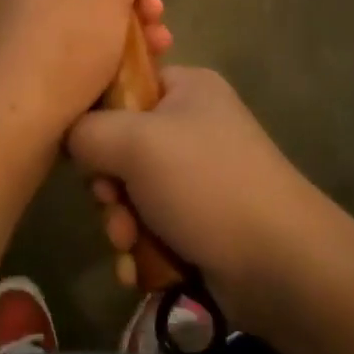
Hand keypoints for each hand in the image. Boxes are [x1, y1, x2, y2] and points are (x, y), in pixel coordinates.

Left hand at [0, 0, 169, 142]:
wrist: (19, 120)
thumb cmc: (65, 37)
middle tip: (156, 16)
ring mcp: (31, 29)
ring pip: (96, 18)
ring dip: (134, 29)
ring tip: (160, 48)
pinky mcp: (40, 67)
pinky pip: (85, 51)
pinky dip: (114, 57)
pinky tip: (140, 71)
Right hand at [67, 67, 333, 318]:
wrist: (282, 264)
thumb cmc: (206, 184)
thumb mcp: (135, 142)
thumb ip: (87, 130)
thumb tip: (71, 138)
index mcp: (186, 88)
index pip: (124, 85)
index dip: (97, 117)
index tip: (86, 150)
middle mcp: (194, 125)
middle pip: (122, 145)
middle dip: (109, 184)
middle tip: (112, 203)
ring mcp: (200, 176)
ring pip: (133, 191)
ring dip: (120, 221)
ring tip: (129, 243)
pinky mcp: (202, 220)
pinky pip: (152, 225)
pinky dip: (141, 246)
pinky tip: (137, 268)